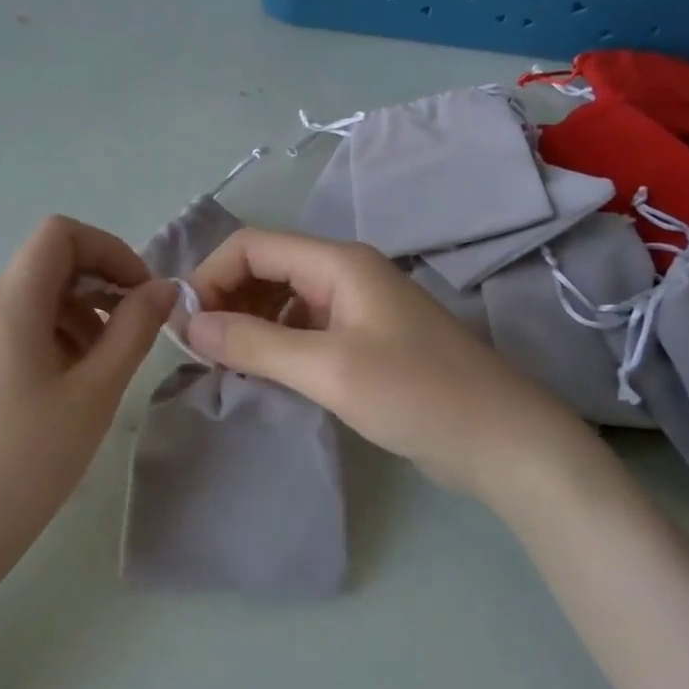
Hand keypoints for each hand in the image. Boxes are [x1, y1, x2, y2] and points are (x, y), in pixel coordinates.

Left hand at [0, 216, 174, 572]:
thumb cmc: (30, 462)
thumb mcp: (95, 393)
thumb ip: (134, 330)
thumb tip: (163, 288)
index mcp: (6, 304)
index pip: (58, 234)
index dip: (108, 249)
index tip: (139, 293)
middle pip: (44, 267)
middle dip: (96, 290)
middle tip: (128, 340)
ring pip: (27, 299)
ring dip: (73, 317)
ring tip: (96, 372)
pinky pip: (6, 327)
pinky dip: (44, 337)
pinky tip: (60, 384)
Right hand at [185, 229, 591, 505]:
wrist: (501, 443)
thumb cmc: (416, 394)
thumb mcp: (327, 369)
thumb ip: (253, 343)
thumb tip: (188, 325)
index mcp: (338, 264)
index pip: (253, 246)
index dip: (211, 276)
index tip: (187, 326)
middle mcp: (345, 275)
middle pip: (265, 268)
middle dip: (226, 299)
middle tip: (201, 350)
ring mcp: (356, 310)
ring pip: (281, 300)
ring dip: (247, 323)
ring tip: (224, 364)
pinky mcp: (362, 343)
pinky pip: (302, 329)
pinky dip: (273, 344)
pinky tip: (262, 375)